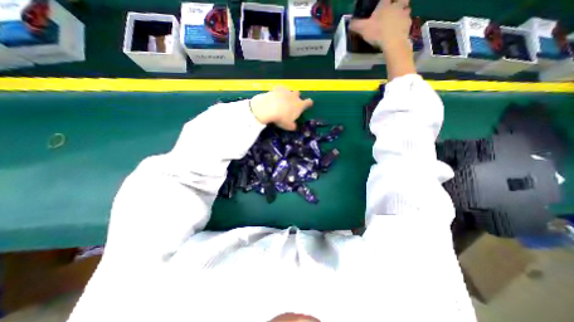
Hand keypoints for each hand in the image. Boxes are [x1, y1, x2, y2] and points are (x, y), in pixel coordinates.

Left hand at [250, 86, 312, 130]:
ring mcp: (286, 91)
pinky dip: (278, 92)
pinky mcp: (276, 89)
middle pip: (298, 93)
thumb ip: (293, 126)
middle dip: (296, 97)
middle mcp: (294, 96)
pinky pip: (279, 89)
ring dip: (287, 94)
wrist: (268, 109)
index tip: (308, 105)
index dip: (309, 103)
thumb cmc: (281, 119)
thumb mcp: (288, 126)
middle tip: (291, 103)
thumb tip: (294, 126)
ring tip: (282, 100)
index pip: (309, 102)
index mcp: (300, 105)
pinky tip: (275, 96)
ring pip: (289, 90)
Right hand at [350, 1, 412, 48]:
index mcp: (385, 5)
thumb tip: (349, 23)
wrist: (393, 42)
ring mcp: (404, 15)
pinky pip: (408, 21)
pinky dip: (404, 24)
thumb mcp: (362, 29)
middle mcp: (396, 6)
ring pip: (407, 9)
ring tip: (398, 20)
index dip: (384, 1)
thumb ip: (356, 25)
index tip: (383, 4)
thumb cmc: (377, 32)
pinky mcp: (408, 25)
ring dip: (403, 13)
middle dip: (399, 2)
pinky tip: (400, 30)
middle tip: (396, 7)